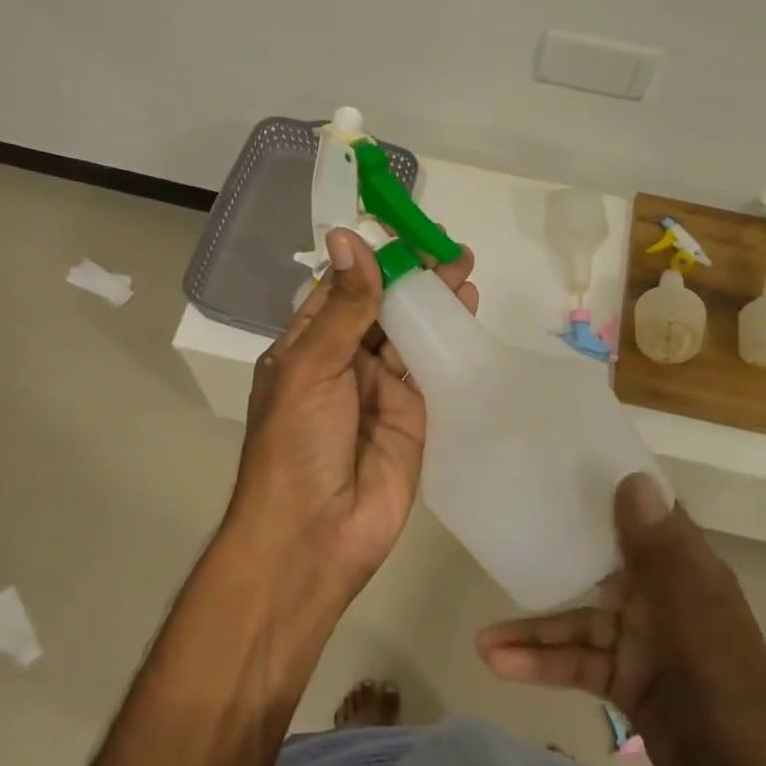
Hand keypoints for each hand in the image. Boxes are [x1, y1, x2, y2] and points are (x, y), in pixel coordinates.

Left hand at [224, 227, 477, 595]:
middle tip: (448, 248)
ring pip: (411, 335)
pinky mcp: (415, 417)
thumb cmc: (296, 443)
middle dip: (412, 279)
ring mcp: (381, 391)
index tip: (404, 230)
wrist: (315, 535)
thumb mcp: (312, 366)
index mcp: (307, 347)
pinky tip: (468, 313)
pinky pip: (434, 371)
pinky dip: (450, 342)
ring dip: (435, 304)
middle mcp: (344, 364)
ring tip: (464, 269)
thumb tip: (349, 237)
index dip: (371, 260)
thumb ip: (343, 306)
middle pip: (382, 309)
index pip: (341, 290)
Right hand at [475, 472, 765, 733]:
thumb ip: (656, 549)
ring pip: (581, 623)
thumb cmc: (723, 689)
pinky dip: (542, 666)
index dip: (612, 492)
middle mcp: (664, 599)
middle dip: (557, 555)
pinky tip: (500, 665)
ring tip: (481, 639)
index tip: (564, 469)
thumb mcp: (687, 612)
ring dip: (535, 630)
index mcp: (687, 572)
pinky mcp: (628, 685)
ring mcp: (644, 644)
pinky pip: (579, 664)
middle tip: (508, 531)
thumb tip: (633, 478)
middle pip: (603, 565)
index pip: (648, 517)